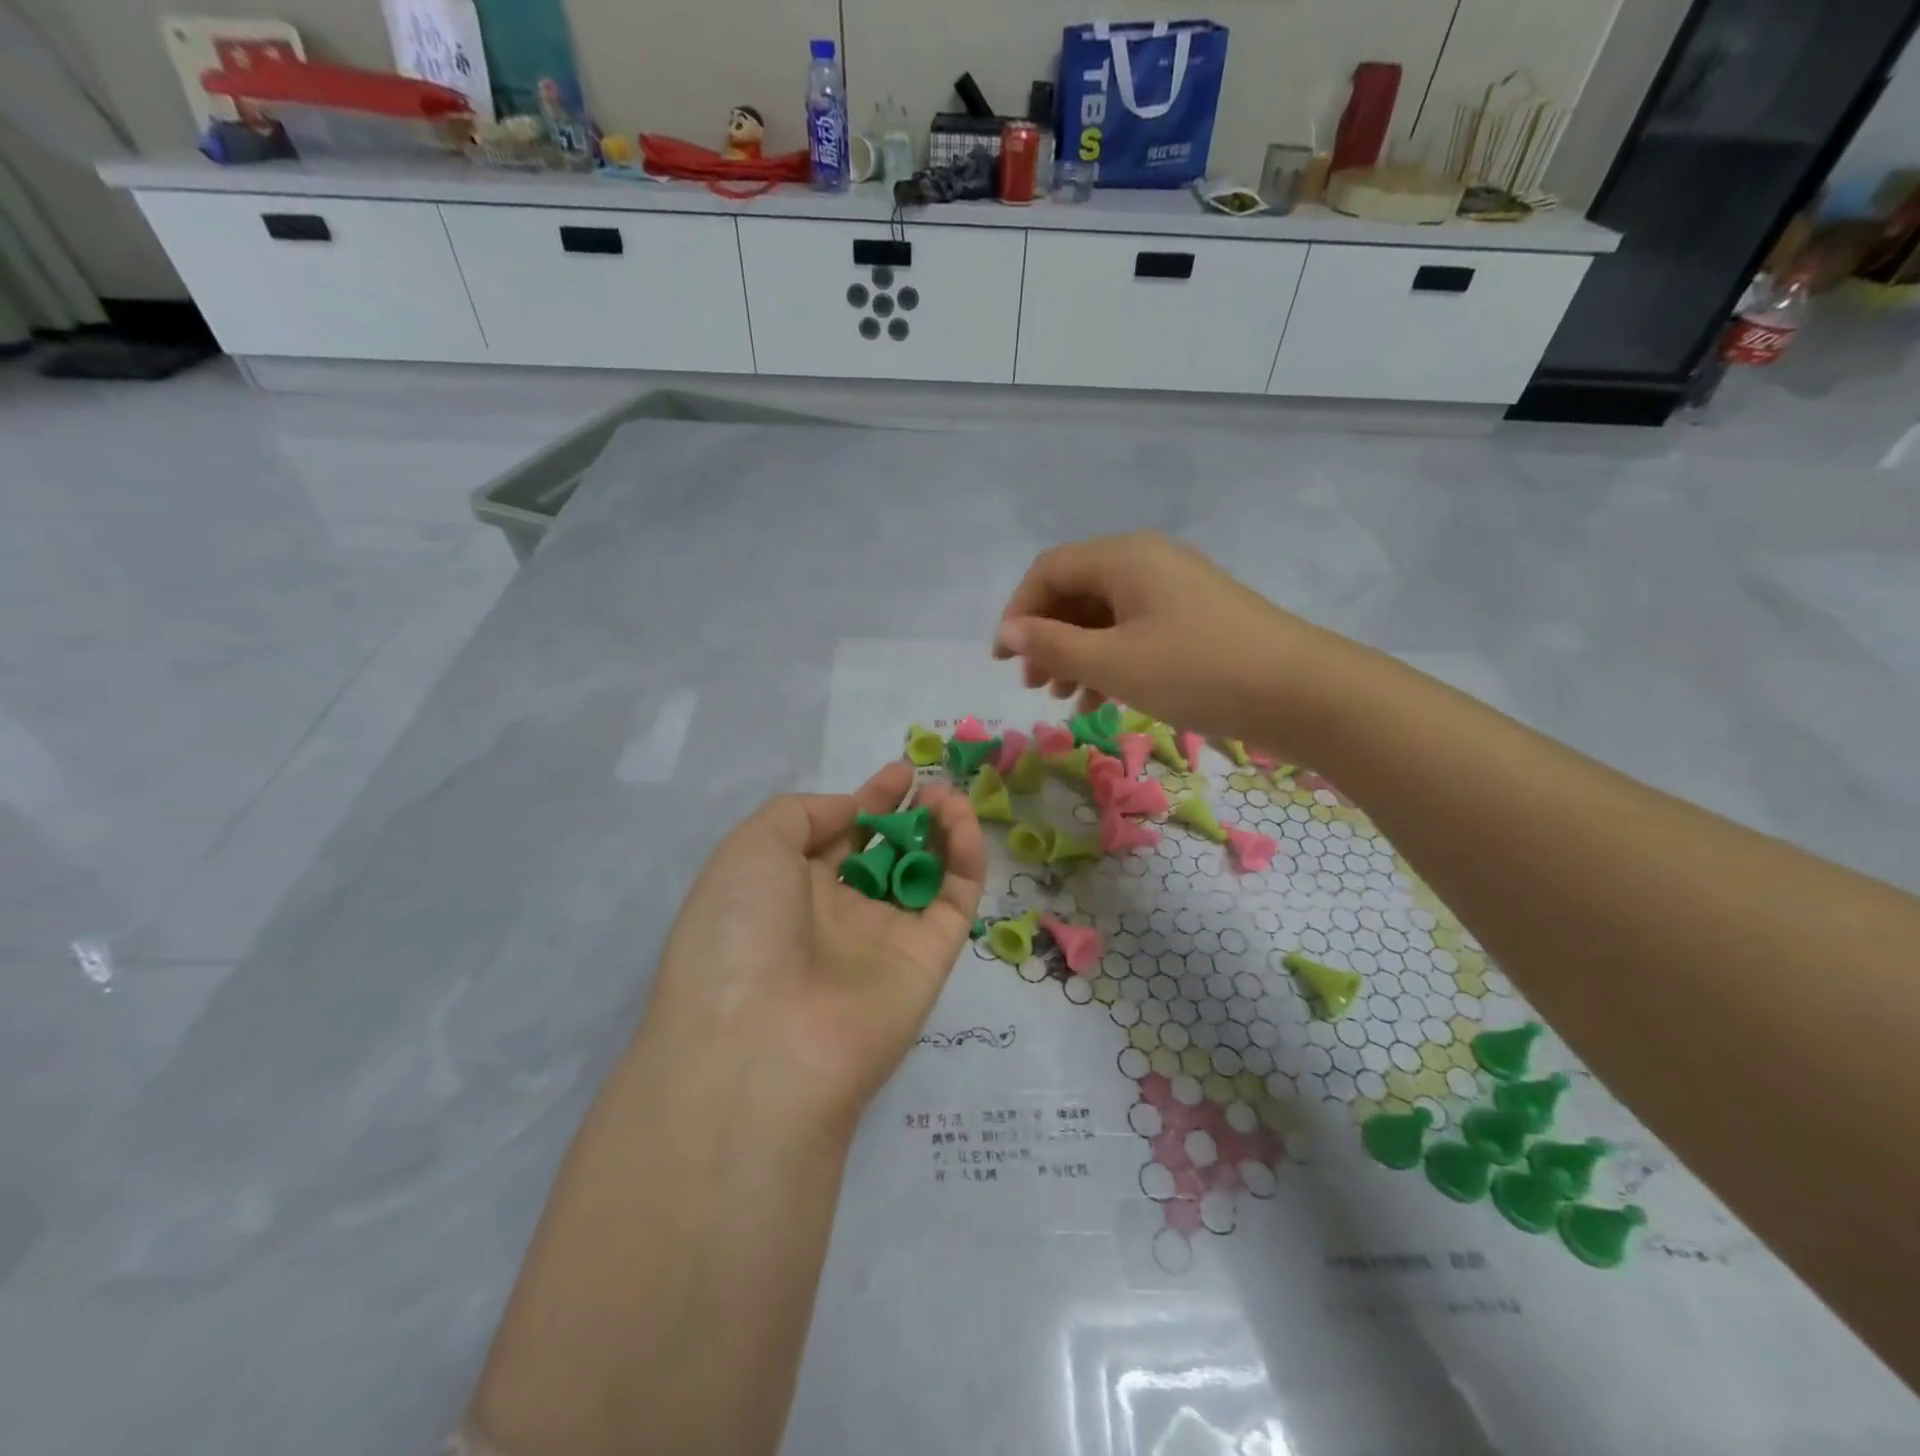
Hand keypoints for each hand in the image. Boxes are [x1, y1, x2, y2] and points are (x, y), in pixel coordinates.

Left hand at [644, 760, 985, 1131]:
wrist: (762, 1045)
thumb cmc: (740, 930)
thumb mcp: (750, 848)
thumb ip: (802, 814)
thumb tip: (851, 812)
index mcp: (786, 891)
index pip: (836, 837)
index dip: (867, 802)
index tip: (899, 773)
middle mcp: (835, 915)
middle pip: (883, 854)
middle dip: (907, 816)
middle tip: (929, 783)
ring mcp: (884, 940)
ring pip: (924, 874)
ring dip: (940, 831)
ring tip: (948, 797)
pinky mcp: (929, 960)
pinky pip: (953, 900)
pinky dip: (964, 858)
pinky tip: (960, 821)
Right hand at [993, 533, 1346, 743]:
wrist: (1301, 692)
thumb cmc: (1197, 671)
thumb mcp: (1115, 663)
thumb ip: (1054, 645)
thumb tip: (1010, 632)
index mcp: (1125, 557)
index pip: (1049, 570)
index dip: (1018, 612)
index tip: (1003, 658)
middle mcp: (1148, 561)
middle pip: (1077, 591)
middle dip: (1046, 636)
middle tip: (1033, 683)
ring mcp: (1176, 589)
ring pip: (1106, 615)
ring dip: (1076, 652)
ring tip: (1062, 697)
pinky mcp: (1195, 618)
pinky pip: (1135, 630)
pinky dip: (1110, 659)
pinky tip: (1100, 698)